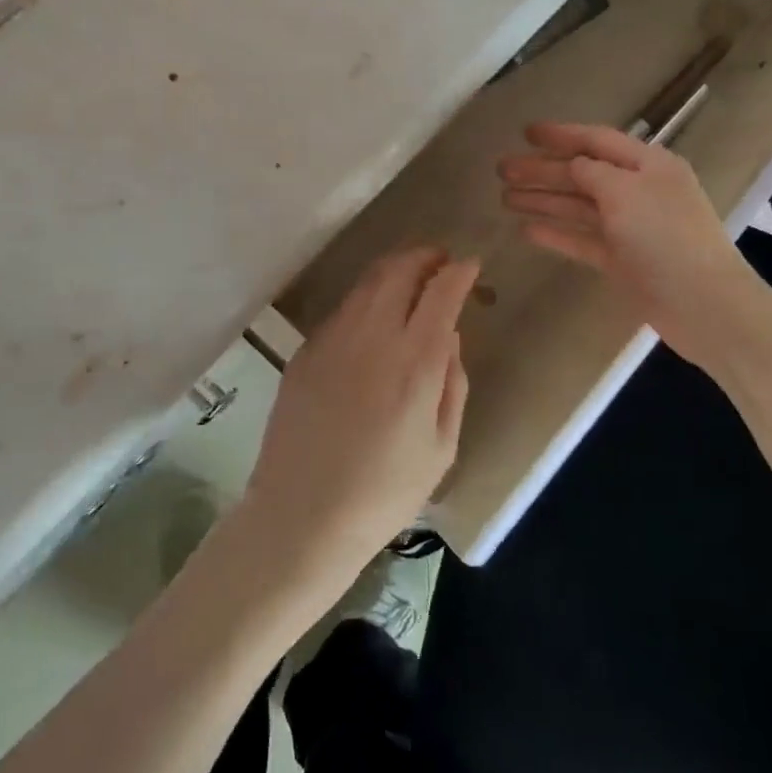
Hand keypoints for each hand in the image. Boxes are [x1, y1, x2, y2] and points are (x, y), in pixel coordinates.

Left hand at [241, 247, 479, 587]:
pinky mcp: (306, 351)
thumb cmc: (384, 493)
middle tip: (440, 260)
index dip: (458, 272)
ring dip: (394, 270)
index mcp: (414, 362)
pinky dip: (366, 298)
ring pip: (367, 283)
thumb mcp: (441, 448)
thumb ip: (452, 383)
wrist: (302, 516)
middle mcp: (372, 337)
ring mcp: (333, 340)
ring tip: (410, 277)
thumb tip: (449, 336)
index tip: (469, 265)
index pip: (441, 293)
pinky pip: (343, 309)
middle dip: (425, 256)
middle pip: (399, 271)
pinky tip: (373, 316)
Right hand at [498, 121, 744, 346]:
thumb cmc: (666, 237)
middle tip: (502, 169)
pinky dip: (556, 233)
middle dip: (542, 169)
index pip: (598, 140)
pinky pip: (582, 239)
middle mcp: (638, 191)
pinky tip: (526, 230)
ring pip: (578, 206)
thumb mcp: (626, 192)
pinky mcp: (622, 260)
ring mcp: (629, 227)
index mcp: (648, 165)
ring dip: (543, 199)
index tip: (525, 132)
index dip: (561, 135)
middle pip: (582, 173)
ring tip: (504, 198)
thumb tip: (572, 165)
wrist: (703, 306)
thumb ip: (592, 172)